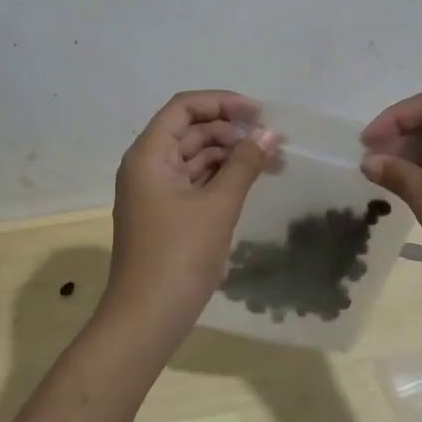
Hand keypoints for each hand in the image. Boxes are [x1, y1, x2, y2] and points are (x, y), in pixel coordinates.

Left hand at [107, 91, 277, 335]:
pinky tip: (251, 182)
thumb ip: (245, 164)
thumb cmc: (179, 255)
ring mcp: (155, 191)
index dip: (222, 103)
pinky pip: (195, 182)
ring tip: (273, 162)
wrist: (147, 319)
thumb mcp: (218, 205)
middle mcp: (147, 166)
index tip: (259, 114)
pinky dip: (221, 178)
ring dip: (231, 155)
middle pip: (191, 131)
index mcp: (149, 154)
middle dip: (232, 131)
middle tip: (274, 142)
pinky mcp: (165, 214)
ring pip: (196, 158)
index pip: (184, 108)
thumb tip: (270, 134)